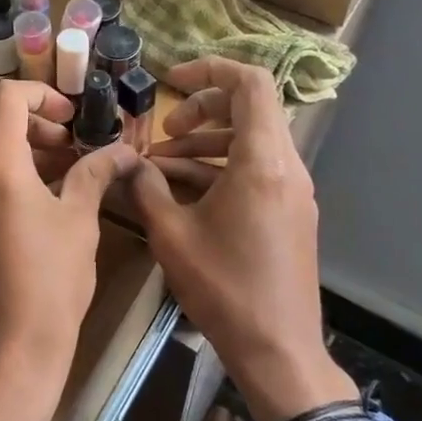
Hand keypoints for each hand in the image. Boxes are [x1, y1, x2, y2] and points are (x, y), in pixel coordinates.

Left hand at [0, 80, 138, 420]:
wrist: (4, 357)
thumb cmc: (50, 286)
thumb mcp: (80, 224)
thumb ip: (95, 175)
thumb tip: (123, 151)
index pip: (4, 98)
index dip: (40, 94)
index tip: (70, 119)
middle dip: (29, 122)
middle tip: (67, 145)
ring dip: (16, 151)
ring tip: (59, 176)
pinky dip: (1, 179)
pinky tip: (34, 211)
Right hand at [129, 58, 355, 420]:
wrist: (278, 350)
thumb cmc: (224, 288)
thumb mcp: (171, 234)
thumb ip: (147, 187)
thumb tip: (129, 162)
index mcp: (263, 161)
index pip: (249, 83)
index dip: (209, 70)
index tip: (170, 80)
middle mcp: (286, 166)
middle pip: (249, 109)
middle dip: (201, 110)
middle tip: (165, 130)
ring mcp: (292, 190)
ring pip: (250, 141)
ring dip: (206, 143)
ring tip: (161, 164)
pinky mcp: (289, 212)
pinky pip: (255, 170)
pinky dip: (220, 169)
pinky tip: (182, 190)